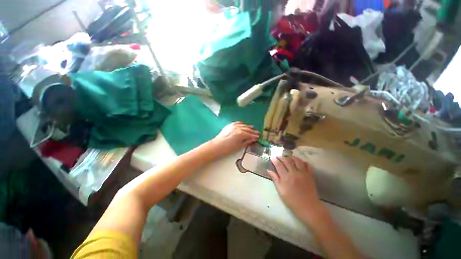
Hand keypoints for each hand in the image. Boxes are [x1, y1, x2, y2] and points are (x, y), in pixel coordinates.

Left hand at [210, 122, 258, 157]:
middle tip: (257, 132)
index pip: (250, 134)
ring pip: (242, 125)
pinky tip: (242, 123)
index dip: (254, 135)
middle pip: (247, 129)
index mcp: (241, 133)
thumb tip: (253, 139)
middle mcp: (238, 128)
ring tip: (252, 127)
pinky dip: (240, 123)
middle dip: (252, 131)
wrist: (217, 146)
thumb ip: (247, 141)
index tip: (258, 136)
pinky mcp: (229, 126)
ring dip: (247, 126)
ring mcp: (233, 126)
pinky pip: (236, 123)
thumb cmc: (228, 148)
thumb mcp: (239, 146)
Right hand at [267, 156, 323, 221]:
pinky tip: (299, 162)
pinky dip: (302, 162)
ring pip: (297, 160)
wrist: (308, 207)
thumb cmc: (292, 200)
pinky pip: (307, 165)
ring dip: (291, 157)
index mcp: (286, 177)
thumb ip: (275, 179)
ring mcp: (303, 173)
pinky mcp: (310, 175)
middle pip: (287, 161)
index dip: (275, 160)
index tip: (272, 157)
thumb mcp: (281, 191)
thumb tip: (268, 170)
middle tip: (278, 156)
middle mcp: (294, 172)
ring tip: (288, 157)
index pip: (279, 165)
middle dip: (281, 157)